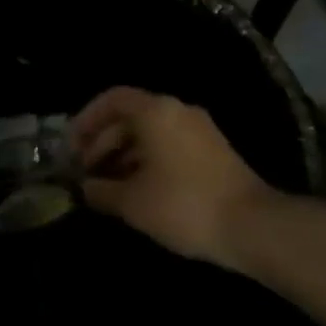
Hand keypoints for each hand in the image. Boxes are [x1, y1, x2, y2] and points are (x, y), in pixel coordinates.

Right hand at [71, 86, 279, 265]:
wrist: (254, 227)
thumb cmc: (184, 205)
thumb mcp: (133, 202)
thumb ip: (102, 191)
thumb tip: (84, 188)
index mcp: (155, 110)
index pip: (112, 99)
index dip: (87, 119)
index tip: (72, 146)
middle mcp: (177, 110)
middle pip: (130, 116)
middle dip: (103, 142)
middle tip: (85, 171)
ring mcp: (199, 129)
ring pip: (150, 132)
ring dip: (124, 154)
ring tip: (107, 186)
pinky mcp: (213, 151)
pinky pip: (168, 144)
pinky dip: (147, 160)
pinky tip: (138, 190)